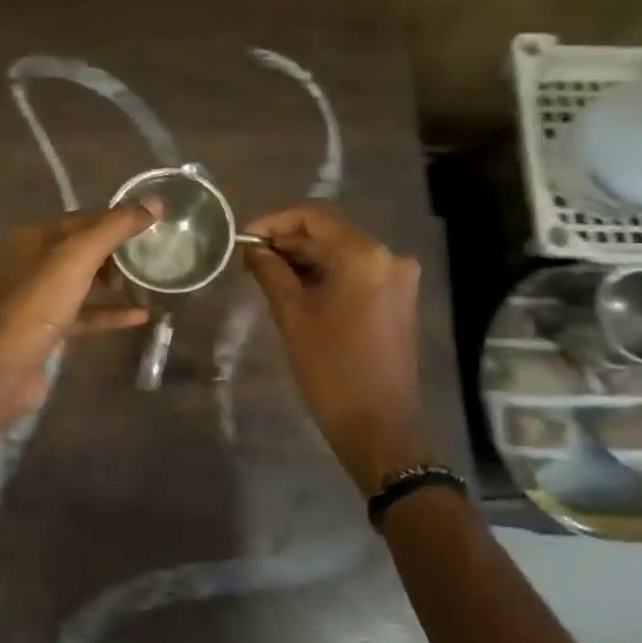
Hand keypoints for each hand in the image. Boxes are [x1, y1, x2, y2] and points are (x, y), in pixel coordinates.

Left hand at [0, 203, 157, 425]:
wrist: (4, 368)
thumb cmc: (39, 303)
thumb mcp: (78, 257)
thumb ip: (115, 227)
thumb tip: (155, 203)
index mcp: (33, 237)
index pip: (82, 218)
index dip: (116, 218)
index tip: (153, 222)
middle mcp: (32, 262)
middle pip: (83, 249)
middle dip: (118, 251)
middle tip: (155, 253)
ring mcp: (38, 298)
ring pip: (84, 282)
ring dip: (115, 282)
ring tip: (151, 280)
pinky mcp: (48, 328)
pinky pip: (84, 313)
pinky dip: (109, 312)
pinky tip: (140, 316)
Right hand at [243, 202, 426, 490]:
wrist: (378, 425)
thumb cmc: (330, 369)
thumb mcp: (292, 316)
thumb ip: (270, 272)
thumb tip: (252, 248)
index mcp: (363, 255)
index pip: (313, 217)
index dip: (274, 222)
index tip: (244, 238)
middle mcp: (388, 257)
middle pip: (329, 233)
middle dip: (288, 241)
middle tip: (249, 258)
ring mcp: (397, 278)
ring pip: (342, 253)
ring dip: (305, 259)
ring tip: (265, 273)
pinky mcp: (397, 299)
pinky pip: (356, 273)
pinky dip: (326, 275)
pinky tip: (295, 287)